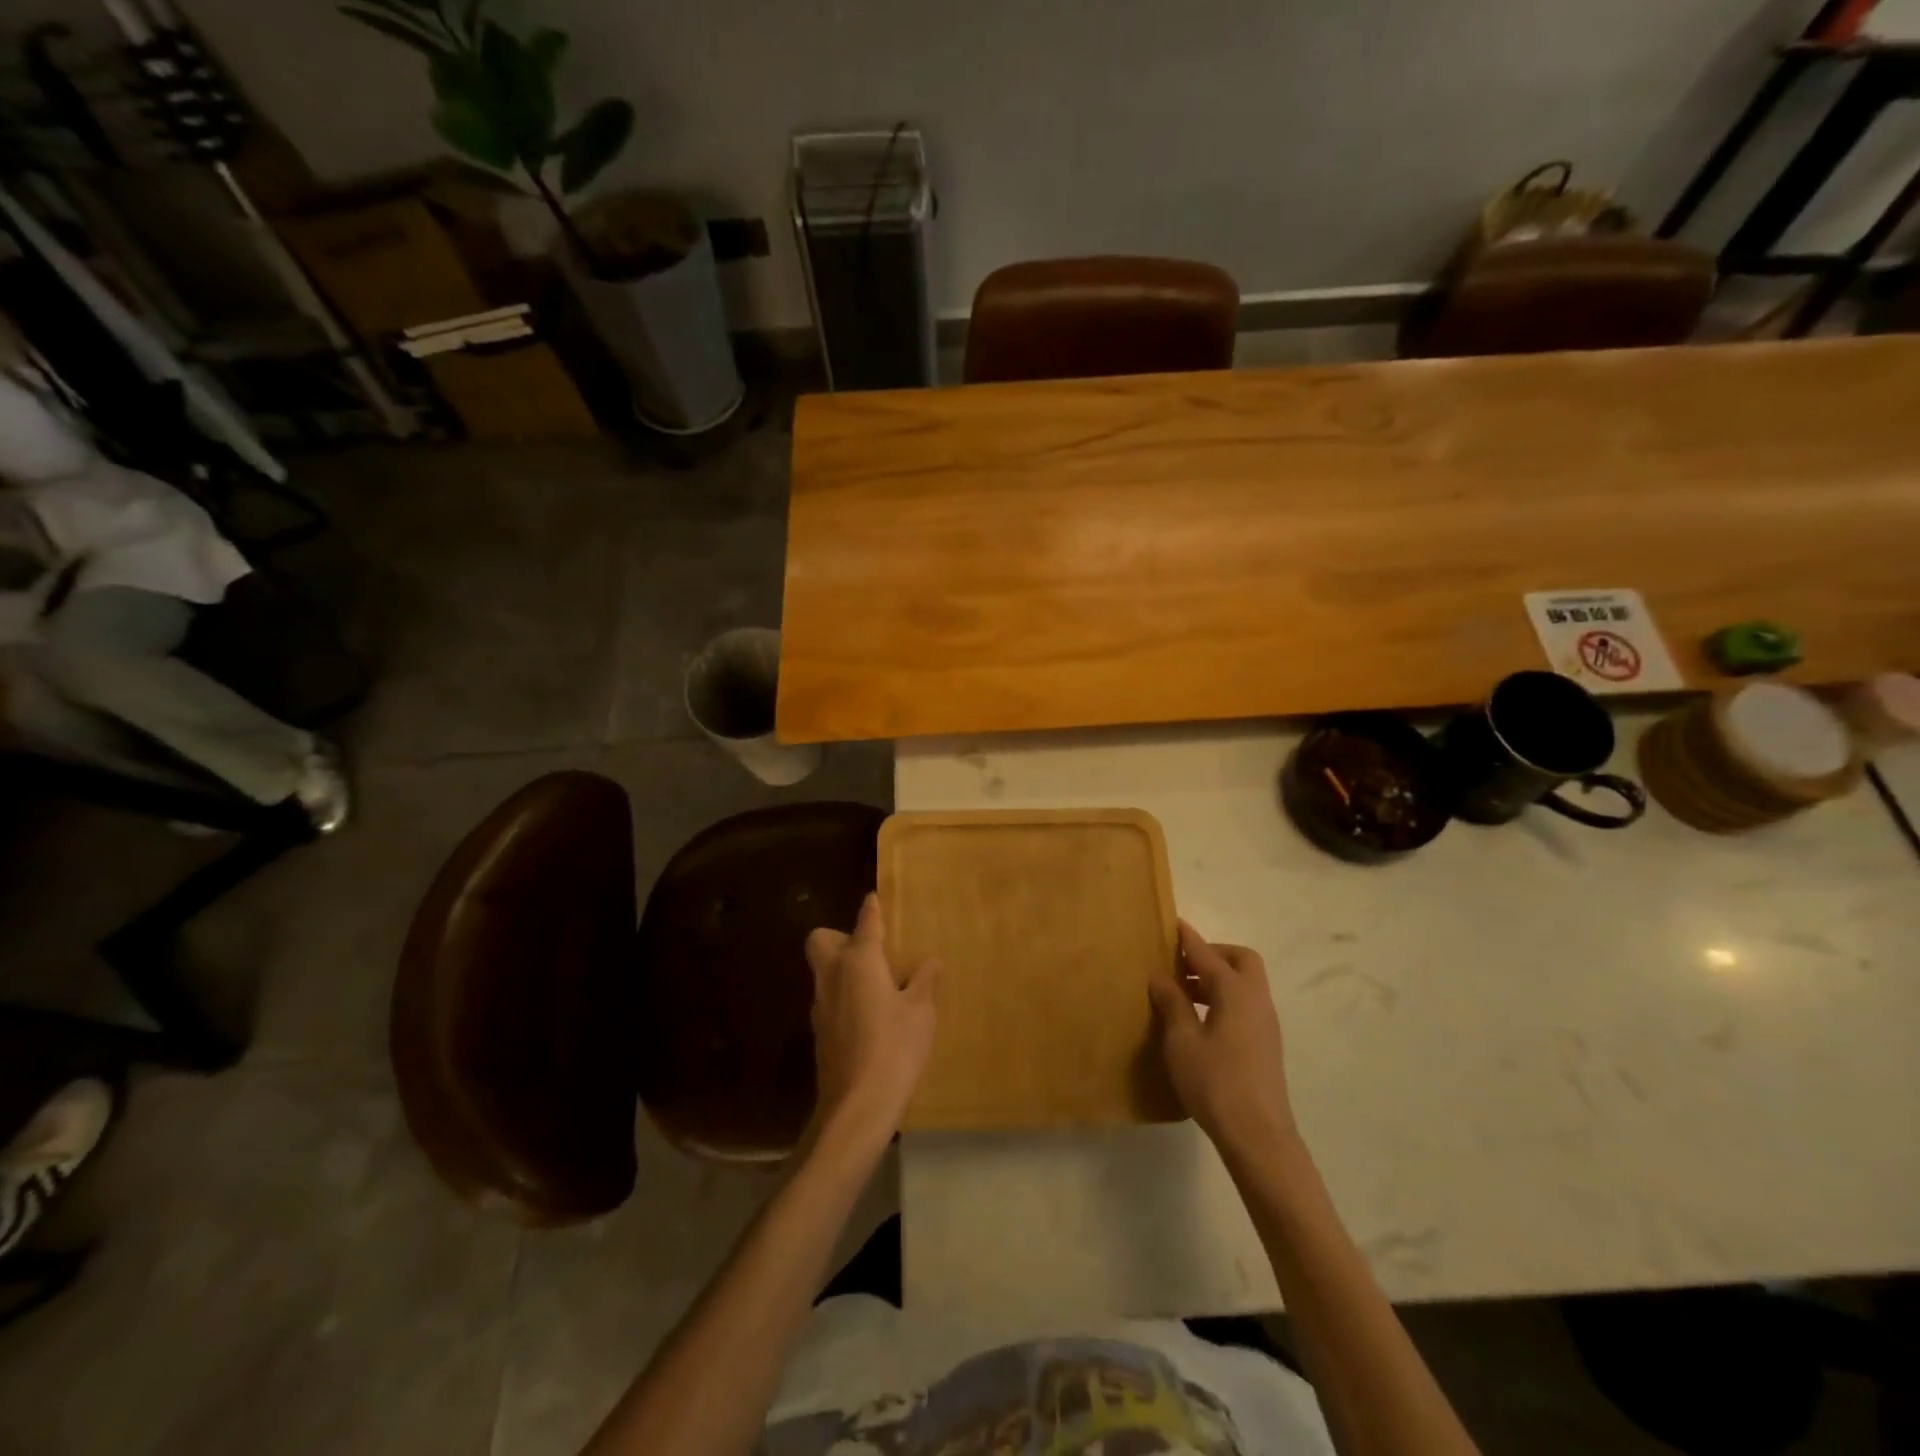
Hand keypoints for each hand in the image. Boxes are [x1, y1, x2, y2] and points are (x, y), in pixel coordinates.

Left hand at [804, 893, 938, 1151]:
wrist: (856, 1106)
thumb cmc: (895, 1048)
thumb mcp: (921, 1012)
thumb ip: (925, 982)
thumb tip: (930, 962)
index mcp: (859, 962)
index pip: (865, 923)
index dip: (871, 910)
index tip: (873, 899)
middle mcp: (832, 976)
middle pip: (822, 940)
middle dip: (839, 937)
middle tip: (871, 951)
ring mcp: (821, 1005)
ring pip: (824, 971)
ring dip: (842, 968)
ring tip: (876, 983)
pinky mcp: (819, 1032)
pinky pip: (829, 999)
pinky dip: (844, 996)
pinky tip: (868, 1015)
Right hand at [1149, 922, 1294, 1150]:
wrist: (1258, 1136)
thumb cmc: (1215, 1082)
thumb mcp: (1182, 1041)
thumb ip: (1172, 1003)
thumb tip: (1161, 976)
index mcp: (1235, 992)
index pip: (1207, 954)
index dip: (1188, 939)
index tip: (1173, 923)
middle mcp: (1256, 1000)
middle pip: (1240, 960)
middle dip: (1213, 954)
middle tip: (1182, 965)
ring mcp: (1265, 1023)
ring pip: (1245, 983)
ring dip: (1217, 978)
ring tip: (1184, 992)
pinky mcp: (1266, 1044)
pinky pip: (1245, 1003)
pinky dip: (1224, 998)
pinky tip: (1201, 1020)